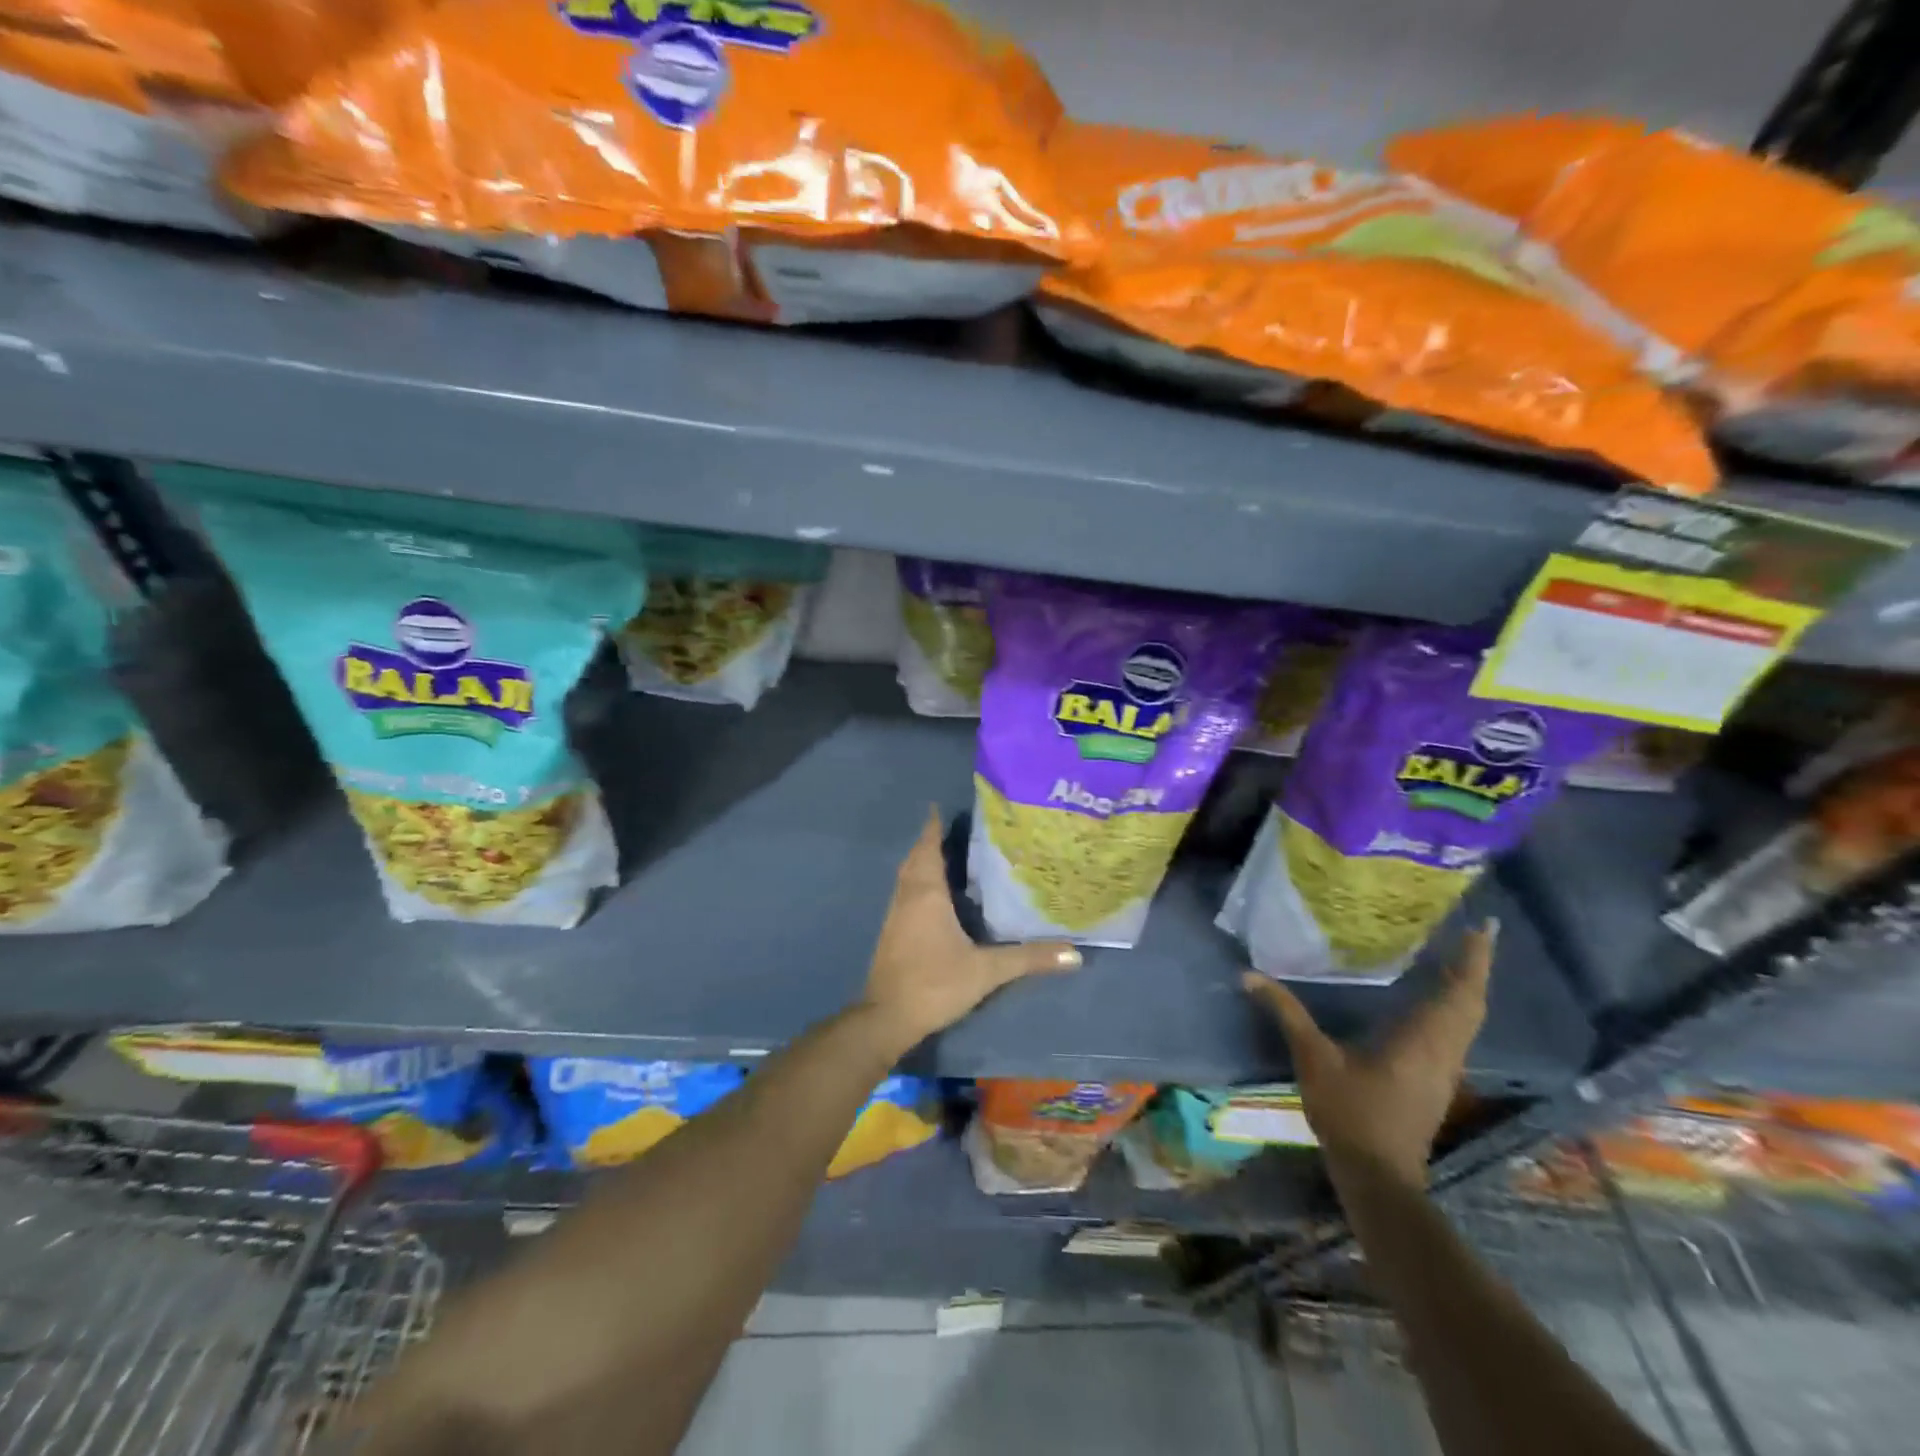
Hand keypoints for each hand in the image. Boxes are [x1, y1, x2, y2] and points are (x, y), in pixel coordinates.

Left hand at [861, 809, 1081, 1045]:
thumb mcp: (987, 970)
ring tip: (945, 855)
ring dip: (921, 862)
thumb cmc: (935, 983)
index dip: (933, 828)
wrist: (887, 1017)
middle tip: (950, 829)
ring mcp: (895, 916)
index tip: (939, 808)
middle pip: (915, 859)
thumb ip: (1029, 958)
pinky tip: (933, 896)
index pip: (929, 849)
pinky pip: (904, 894)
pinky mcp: (891, 934)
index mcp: (927, 894)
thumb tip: (1075, 954)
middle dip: (929, 842)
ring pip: (907, 877)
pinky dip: (917, 883)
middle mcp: (907, 897)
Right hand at [1242, 920, 1496, 1189]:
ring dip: (1467, 989)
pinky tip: (1437, 1004)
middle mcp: (1444, 1052)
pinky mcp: (1437, 1083)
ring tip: (1459, 959)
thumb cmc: (1350, 1113)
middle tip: (1474, 934)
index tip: (1484, 926)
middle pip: (1471, 1004)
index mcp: (1422, 1040)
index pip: (1459, 992)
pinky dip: (1455, 1010)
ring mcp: (1445, 1071)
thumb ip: (1286, 1013)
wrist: (1378, 1177)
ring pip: (1468, 1021)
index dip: (1473, 959)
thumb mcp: (1312, 1058)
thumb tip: (1248, 975)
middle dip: (1475, 968)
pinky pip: (1456, 1034)